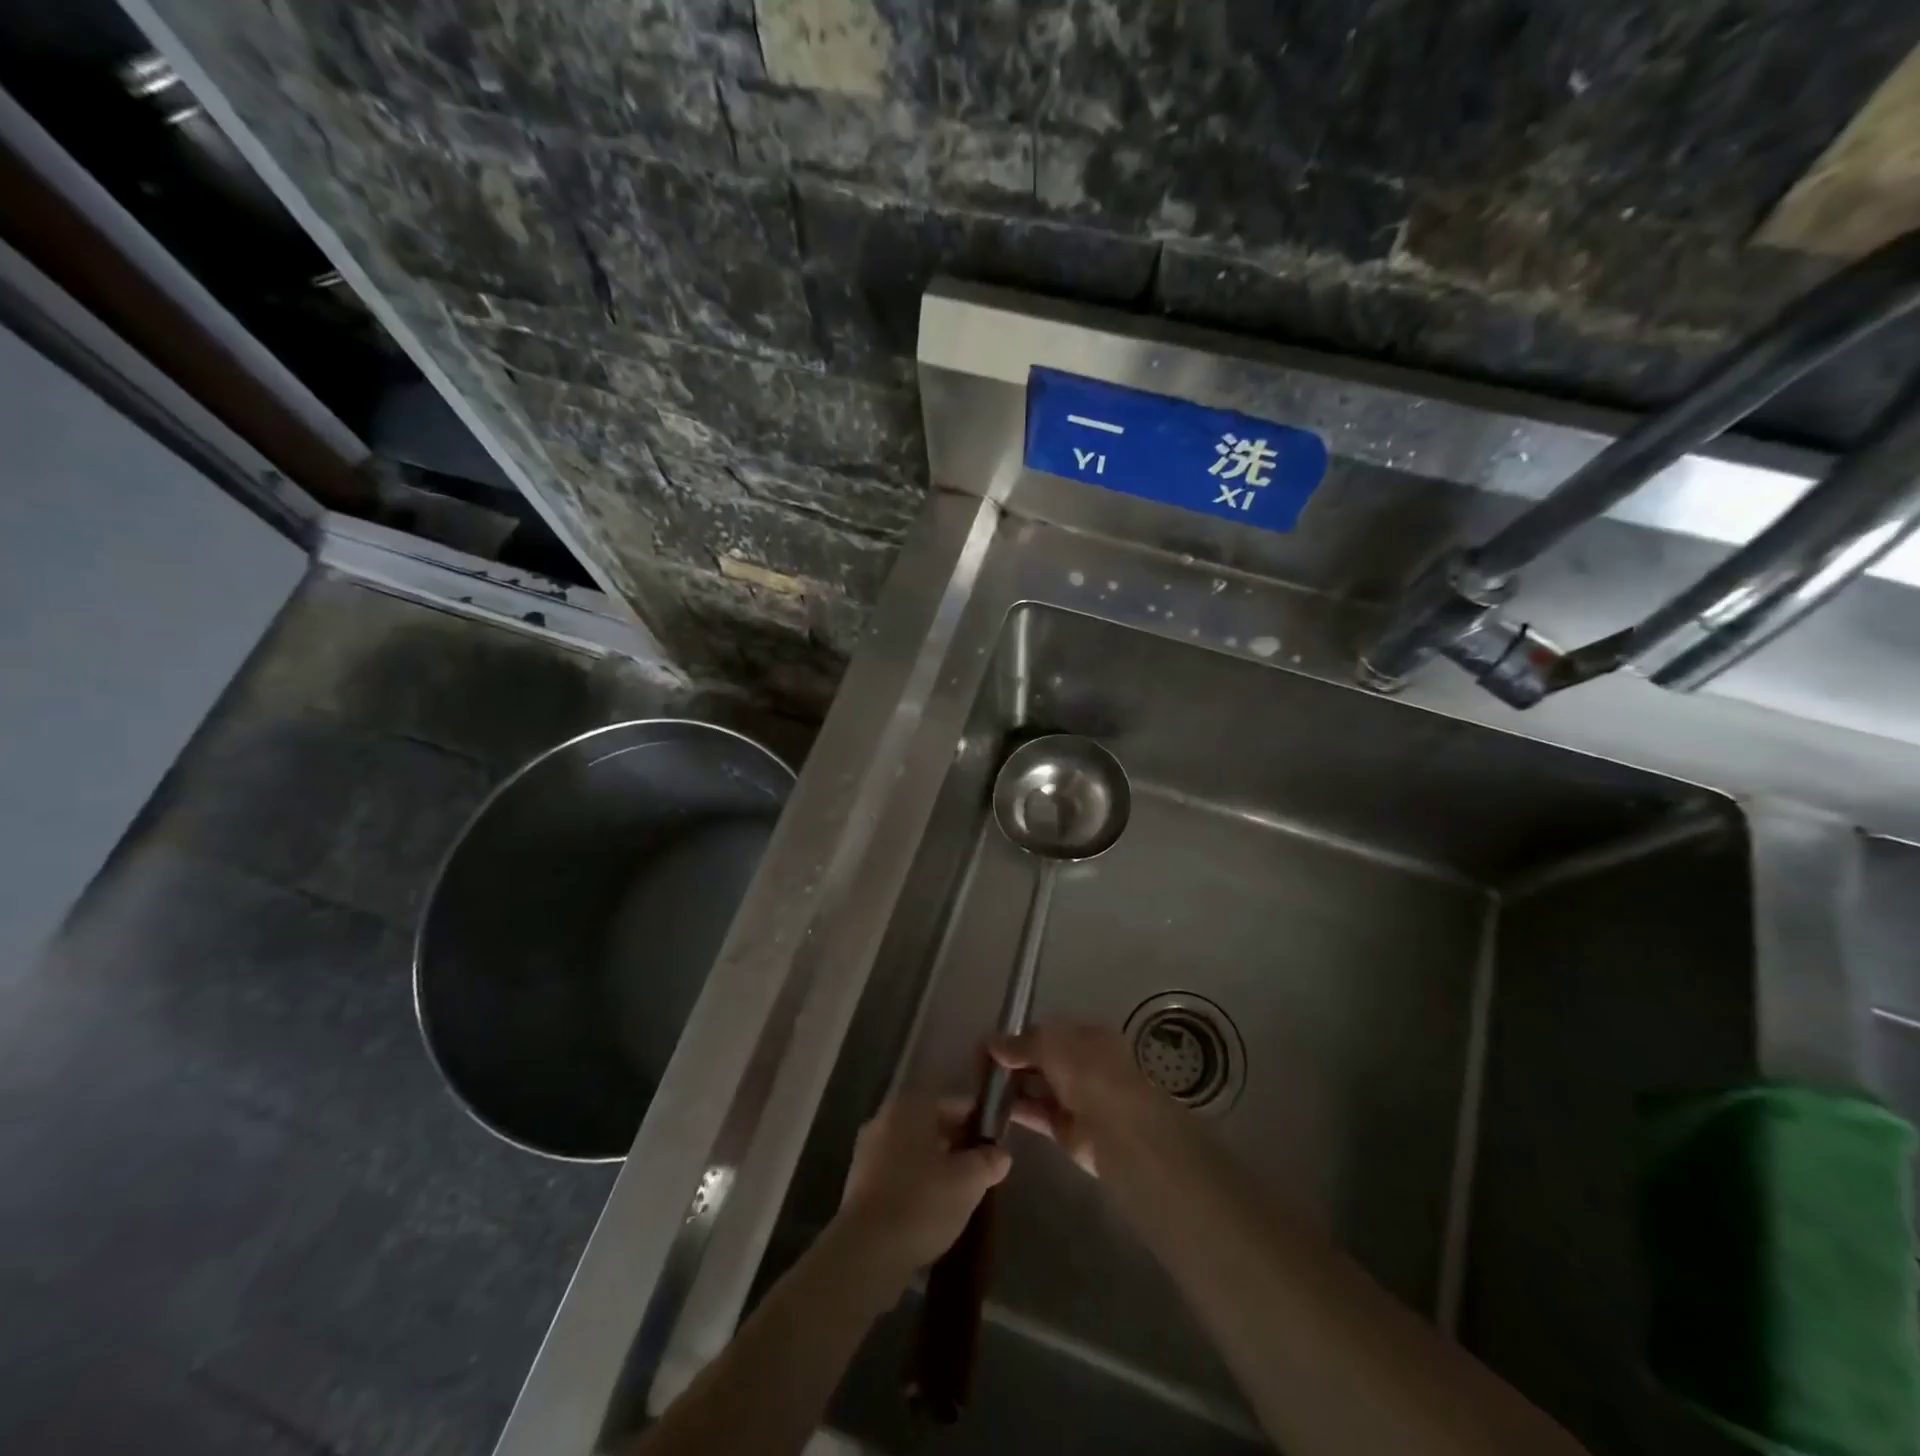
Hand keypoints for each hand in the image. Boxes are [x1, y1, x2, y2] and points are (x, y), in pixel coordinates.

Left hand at [836, 1096, 1010, 1282]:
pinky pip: (897, 1172)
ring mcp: (867, 1150)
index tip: (995, 1145)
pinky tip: (931, 1207)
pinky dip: (915, 1182)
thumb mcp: (969, 1181)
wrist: (867, 1251)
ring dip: (936, 1165)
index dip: (979, 1123)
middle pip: (932, 1125)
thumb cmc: (922, 1202)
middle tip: (980, 1170)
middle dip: (957, 1145)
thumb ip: (988, 1161)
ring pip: (913, 1149)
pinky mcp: (858, 1182)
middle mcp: (885, 1118)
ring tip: (959, 1192)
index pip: (955, 1104)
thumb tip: (1001, 1153)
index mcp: (911, 1106)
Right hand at [990, 1024, 1157, 1176]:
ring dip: (1010, 1086)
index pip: (1046, 1033)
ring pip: (1035, 1087)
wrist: (1120, 1131)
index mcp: (1087, 1037)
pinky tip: (991, 1107)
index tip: (989, 1045)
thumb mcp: (1052, 1045)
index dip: (1017, 1037)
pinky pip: (1035, 1113)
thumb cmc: (1090, 1073)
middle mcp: (1081, 1064)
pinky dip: (1015, 1109)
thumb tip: (990, 1043)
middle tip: (978, 1067)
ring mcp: (1073, 1097)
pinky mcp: (1064, 1128)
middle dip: (1011, 1061)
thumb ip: (1020, 1044)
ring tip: (979, 1086)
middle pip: (1039, 1060)